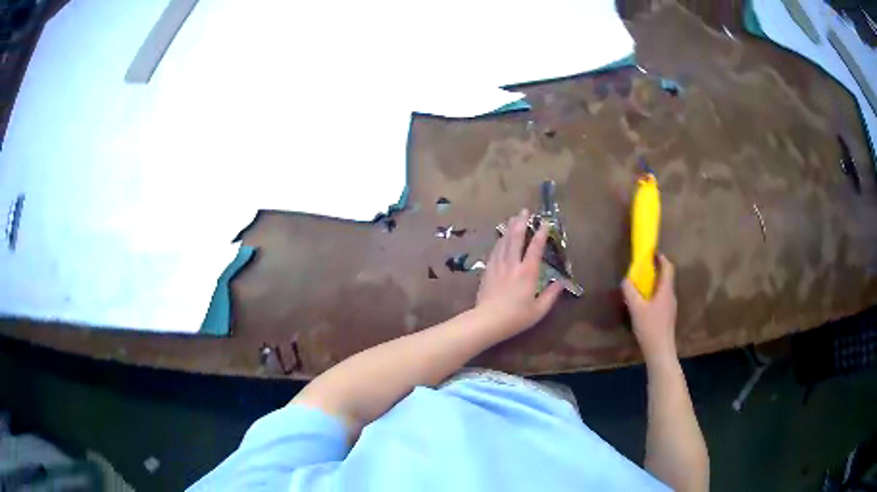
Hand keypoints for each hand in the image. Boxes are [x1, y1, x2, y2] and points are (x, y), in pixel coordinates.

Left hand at [476, 209, 563, 336]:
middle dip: (521, 223)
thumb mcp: (539, 309)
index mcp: (528, 272)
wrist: (487, 320)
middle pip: (516, 238)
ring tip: (513, 218)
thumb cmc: (516, 317)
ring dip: (509, 228)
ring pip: (504, 242)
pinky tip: (500, 238)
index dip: (541, 234)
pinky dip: (499, 241)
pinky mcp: (488, 271)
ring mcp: (498, 266)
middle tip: (524, 211)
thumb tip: (561, 282)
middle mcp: (513, 264)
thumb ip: (551, 295)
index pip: (536, 248)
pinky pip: (494, 251)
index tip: (545, 223)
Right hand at [622, 255, 677, 362]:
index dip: (661, 258)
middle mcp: (671, 296)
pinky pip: (662, 298)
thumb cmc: (650, 327)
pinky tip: (644, 303)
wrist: (660, 351)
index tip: (652, 253)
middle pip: (666, 277)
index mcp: (666, 290)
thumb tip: (625, 279)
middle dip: (656, 270)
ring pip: (664, 289)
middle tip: (643, 268)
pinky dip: (654, 294)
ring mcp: (670, 307)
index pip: (668, 267)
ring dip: (654, 283)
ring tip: (641, 285)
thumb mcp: (636, 308)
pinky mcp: (667, 316)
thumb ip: (630, 291)